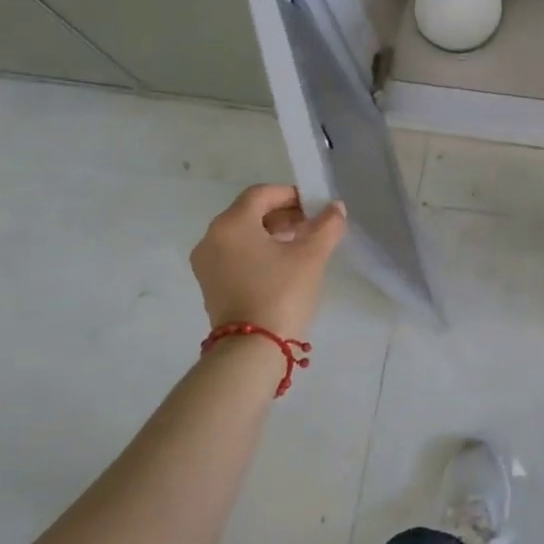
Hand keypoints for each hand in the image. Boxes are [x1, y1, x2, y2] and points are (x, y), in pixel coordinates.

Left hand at [190, 185, 347, 342]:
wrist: (251, 349)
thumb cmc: (281, 293)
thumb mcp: (311, 256)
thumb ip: (327, 226)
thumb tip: (336, 208)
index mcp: (231, 224)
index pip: (262, 194)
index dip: (292, 195)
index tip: (316, 208)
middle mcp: (211, 238)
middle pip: (250, 212)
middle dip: (284, 214)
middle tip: (312, 226)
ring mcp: (206, 263)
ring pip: (243, 234)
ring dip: (272, 233)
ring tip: (302, 245)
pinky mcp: (210, 283)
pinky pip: (235, 253)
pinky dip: (258, 250)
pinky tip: (283, 264)